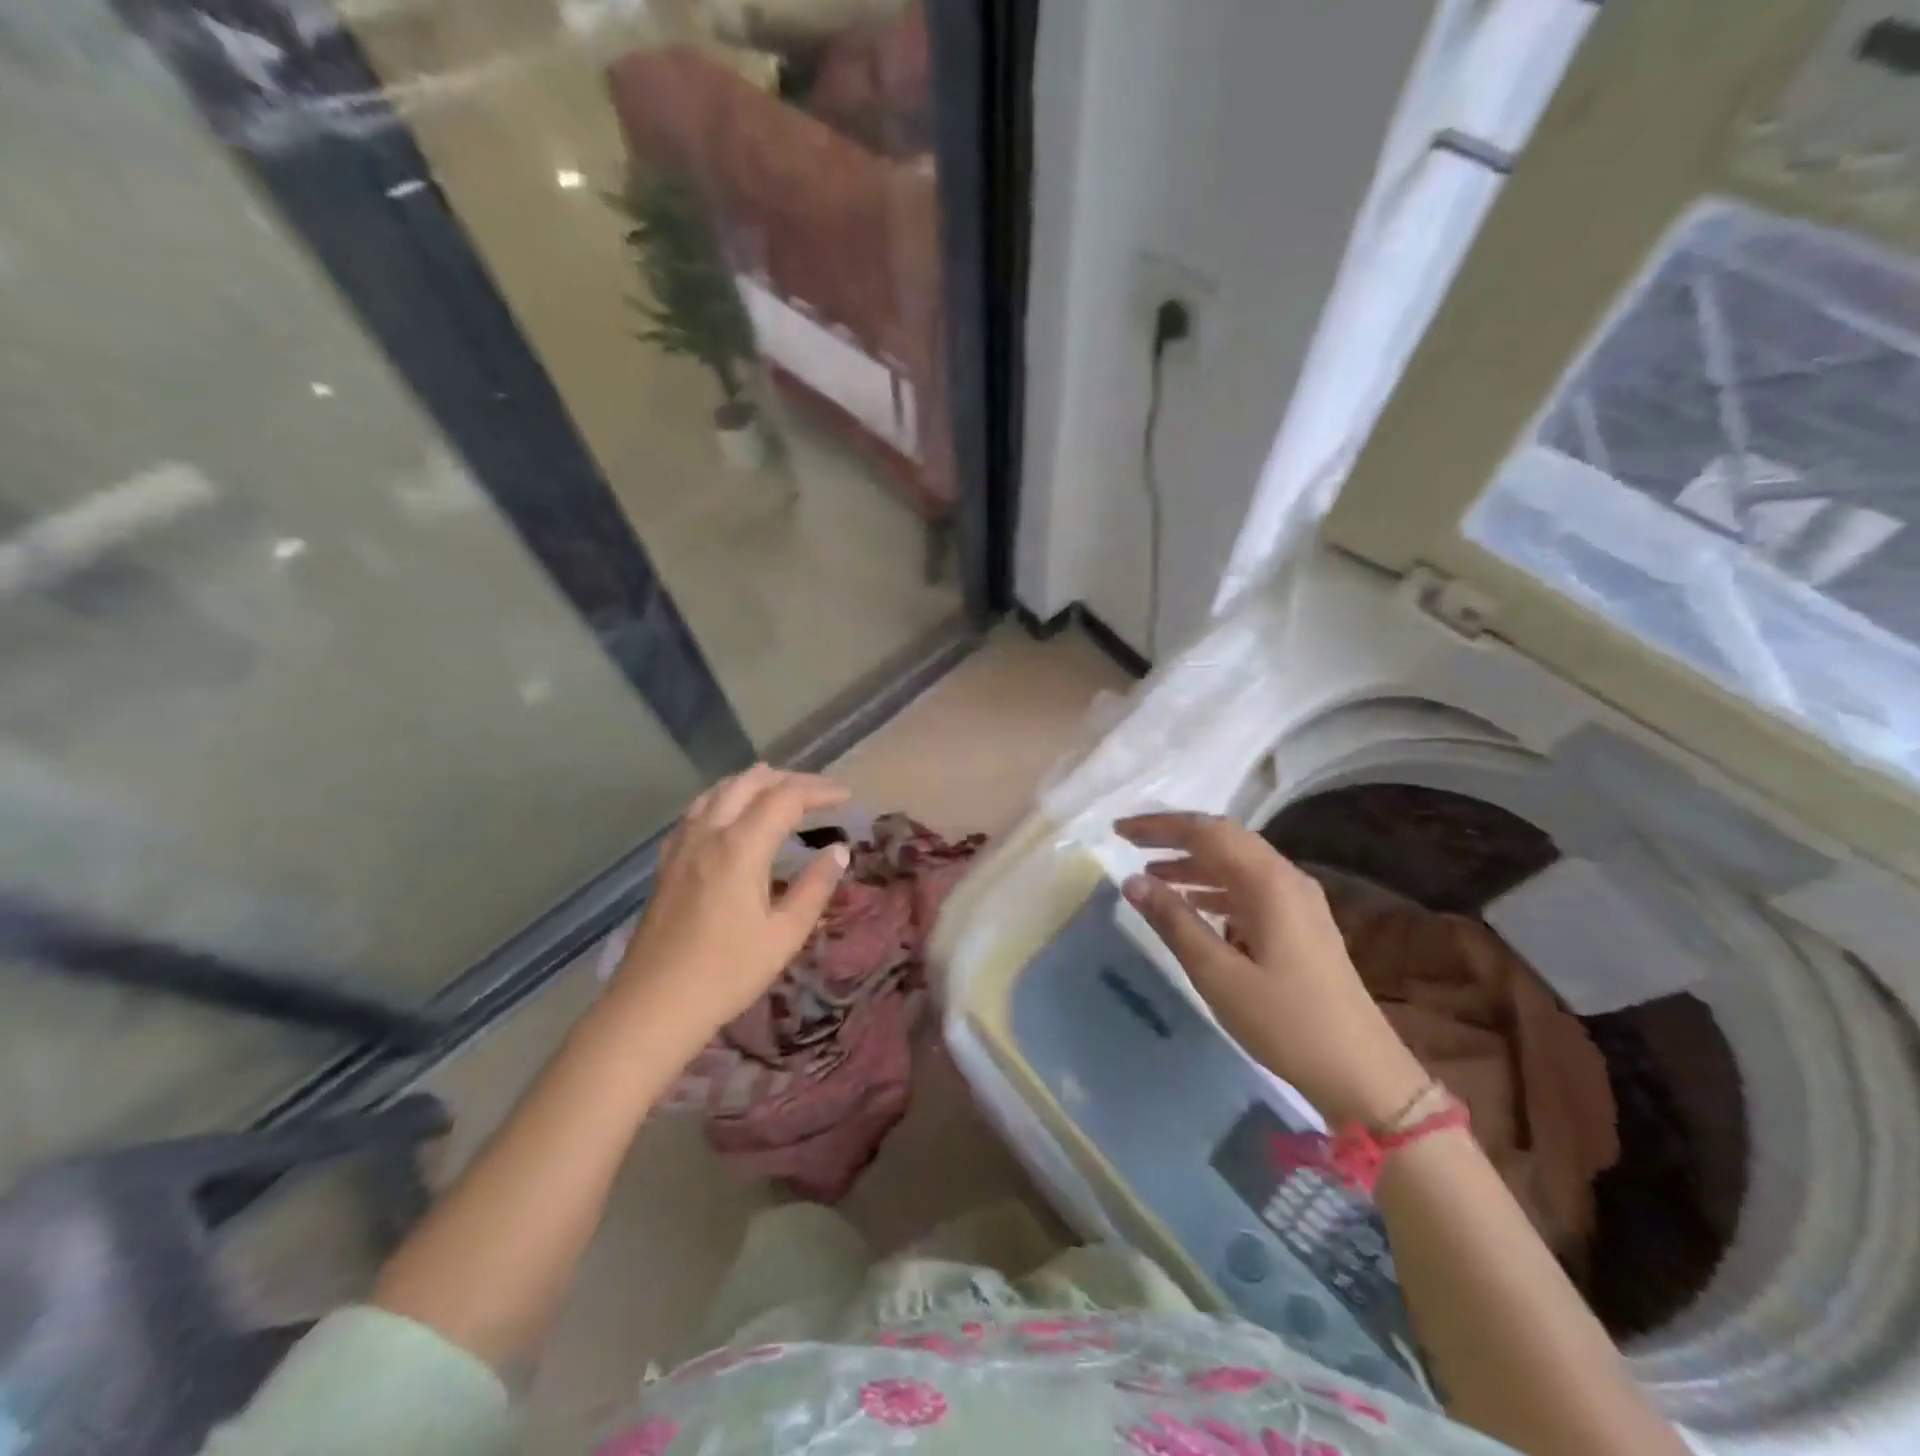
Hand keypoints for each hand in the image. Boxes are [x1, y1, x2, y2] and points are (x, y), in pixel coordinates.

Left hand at [613, 765, 850, 1033]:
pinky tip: (731, 816)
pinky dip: (725, 798)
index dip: (820, 790)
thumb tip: (838, 850)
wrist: (653, 1007)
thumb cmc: (726, 974)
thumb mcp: (784, 935)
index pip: (786, 797)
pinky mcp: (667, 862)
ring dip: (755, 783)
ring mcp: (683, 845)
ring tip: (782, 793)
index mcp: (741, 846)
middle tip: (820, 794)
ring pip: (720, 790)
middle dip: (790, 779)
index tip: (847, 798)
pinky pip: (697, 810)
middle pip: (751, 782)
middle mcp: (709, 832)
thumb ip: (815, 887)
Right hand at [1114, 811, 1428, 1126]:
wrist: (1362, 1073)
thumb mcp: (1218, 974)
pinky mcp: (1301, 924)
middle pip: (1223, 838)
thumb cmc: (1285, 1022)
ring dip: (1193, 862)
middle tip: (1130, 843)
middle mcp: (1286, 879)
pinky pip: (1249, 888)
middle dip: (1175, 836)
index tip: (1119, 831)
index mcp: (1268, 882)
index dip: (1160, 826)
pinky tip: (1193, 905)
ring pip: (1237, 863)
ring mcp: (1298, 901)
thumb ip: (1174, 921)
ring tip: (1151, 875)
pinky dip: (1214, 887)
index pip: (1206, 832)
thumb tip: (1131, 881)